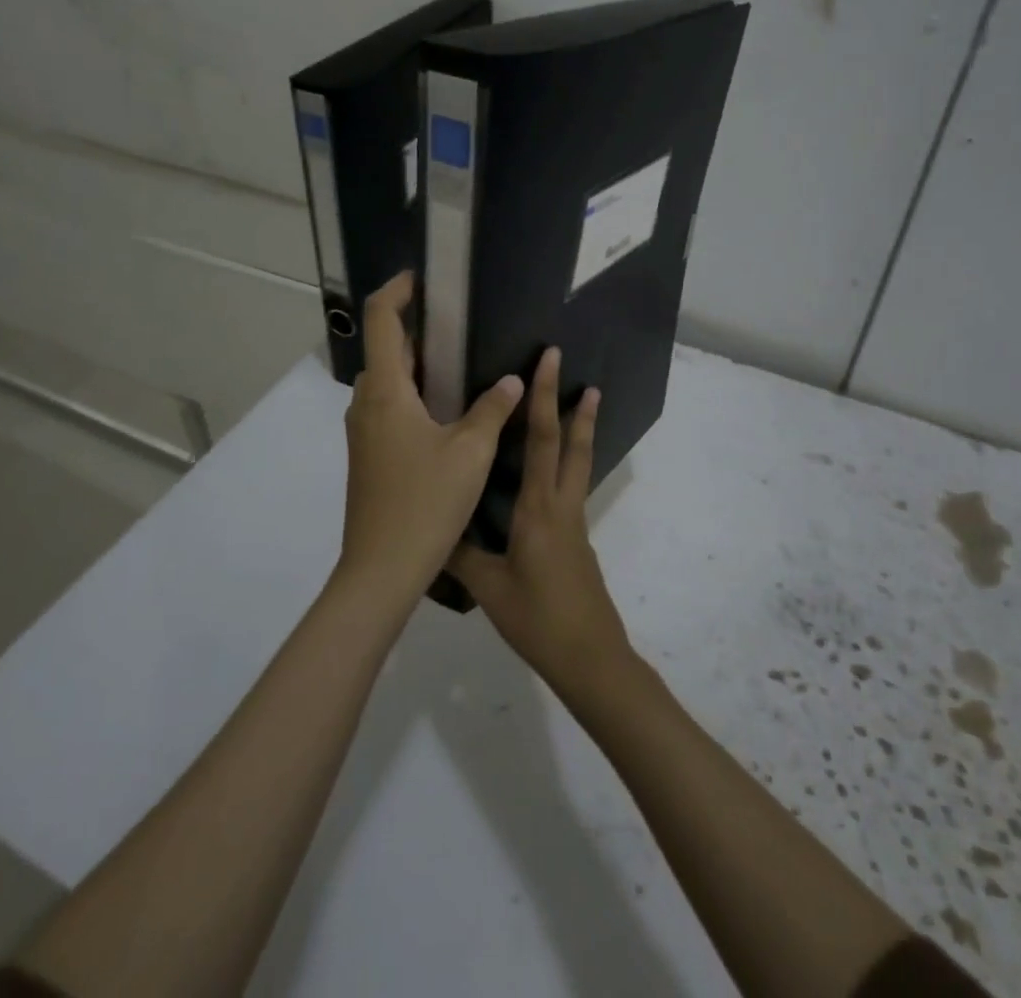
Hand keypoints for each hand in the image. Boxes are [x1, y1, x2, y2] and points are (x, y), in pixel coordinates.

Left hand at [339, 272, 523, 598]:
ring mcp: (363, 432)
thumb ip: (492, 409)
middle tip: (458, 323)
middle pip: (385, 349)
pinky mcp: (369, 455)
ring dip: (416, 364)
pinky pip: (389, 407)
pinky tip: (446, 410)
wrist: (381, 569)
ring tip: (460, 362)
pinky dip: (413, 393)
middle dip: (416, 328)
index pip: (381, 320)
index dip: (397, 290)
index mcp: (386, 392)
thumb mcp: (470, 452)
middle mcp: (367, 404)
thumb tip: (512, 379)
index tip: (422, 278)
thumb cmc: (425, 502)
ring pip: (387, 381)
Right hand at [449, 347, 631, 696]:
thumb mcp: (489, 588)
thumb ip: (460, 554)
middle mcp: (562, 505)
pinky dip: (567, 463)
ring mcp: (574, 522)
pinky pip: (571, 487)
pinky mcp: (577, 539)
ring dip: (581, 431)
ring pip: (579, 464)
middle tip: (584, 375)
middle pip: (572, 445)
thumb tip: (431, 527)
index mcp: (539, 507)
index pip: (541, 439)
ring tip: (584, 405)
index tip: (551, 362)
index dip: (545, 396)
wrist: (590, 657)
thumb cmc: (538, 618)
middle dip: (576, 406)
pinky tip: (549, 473)